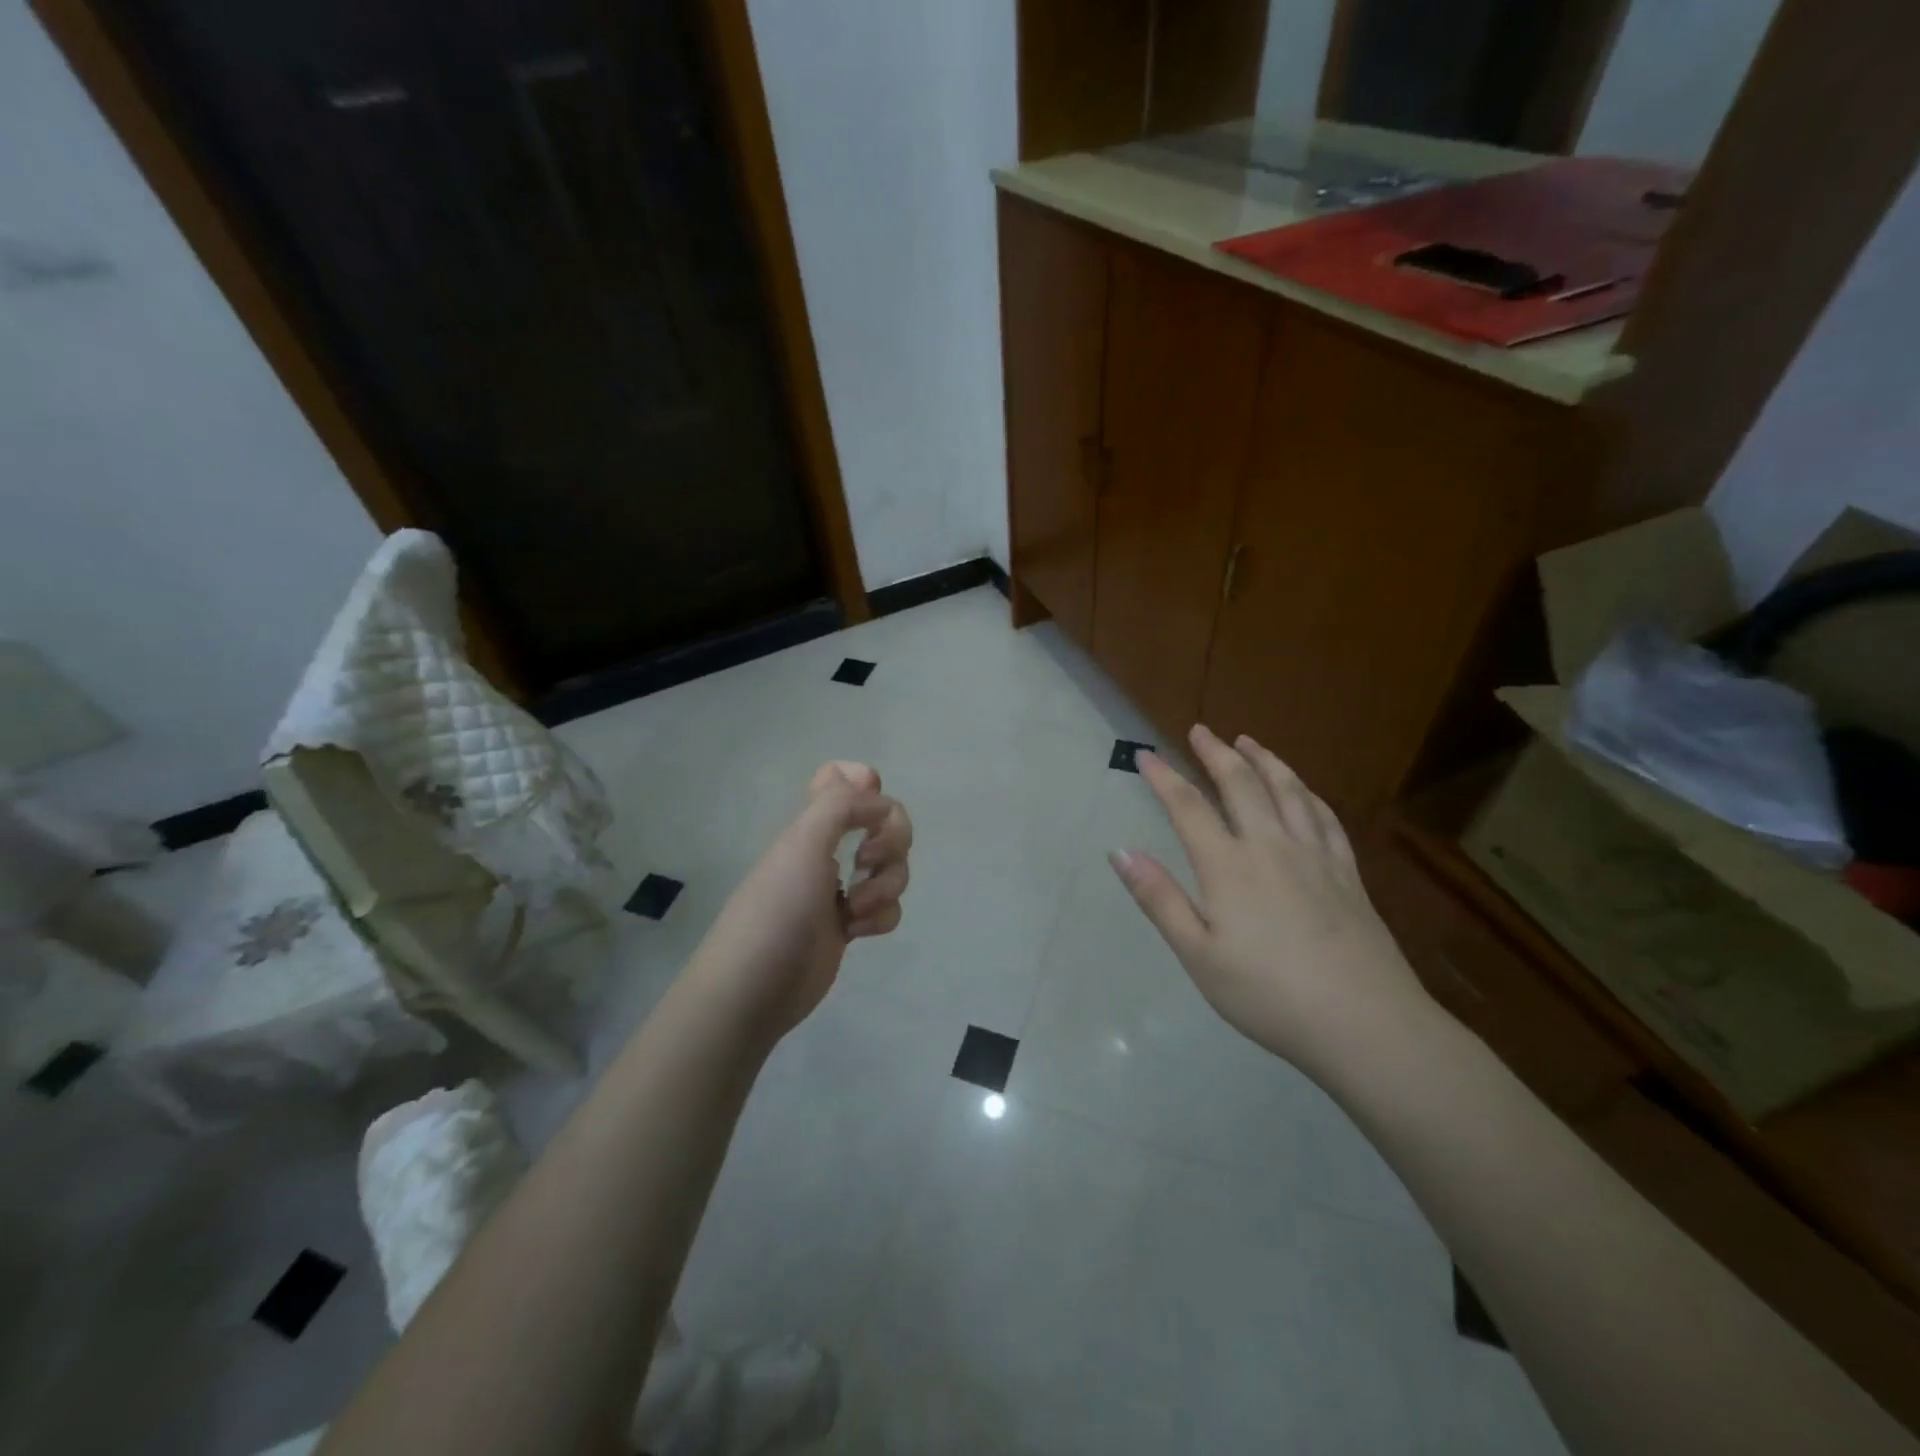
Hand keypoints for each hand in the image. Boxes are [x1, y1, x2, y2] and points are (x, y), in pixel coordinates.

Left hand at [686, 762, 911, 1042]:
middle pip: (884, 822)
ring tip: (856, 909)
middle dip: (892, 840)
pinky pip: (886, 909)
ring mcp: (839, 889)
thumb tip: (882, 800)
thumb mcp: (804, 843)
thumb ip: (843, 806)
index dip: (865, 783)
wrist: (754, 989)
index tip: (870, 806)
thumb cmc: (777, 909)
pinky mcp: (849, 926)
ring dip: (886, 884)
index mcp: (812, 824)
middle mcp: (827, 849)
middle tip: (867, 859)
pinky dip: (881, 917)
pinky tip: (857, 933)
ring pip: (892, 868)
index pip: (840, 778)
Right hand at [1109, 725, 1432, 1078]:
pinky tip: (1303, 790)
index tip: (1145, 754)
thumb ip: (1159, 899)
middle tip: (1200, 730)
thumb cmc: (1267, 994)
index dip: (1164, 777)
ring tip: (1248, 742)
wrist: (1364, 1023)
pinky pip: (1325, 818)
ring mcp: (1315, 856)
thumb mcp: (1198, 955)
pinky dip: (1307, 794)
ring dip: (1265, 761)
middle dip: (1216, 754)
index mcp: (1228, 866)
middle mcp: (1270, 847)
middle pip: (1241, 786)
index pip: (1187, 807)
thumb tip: (1120, 852)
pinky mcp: (1348, 874)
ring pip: (1288, 791)